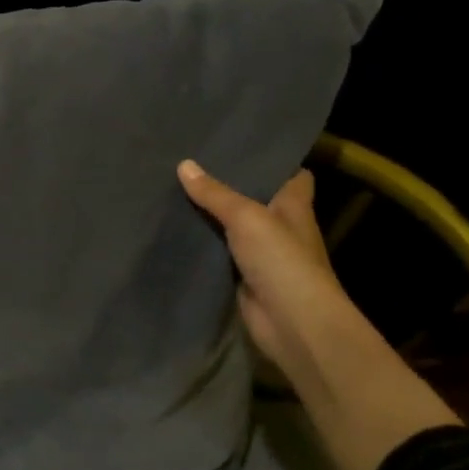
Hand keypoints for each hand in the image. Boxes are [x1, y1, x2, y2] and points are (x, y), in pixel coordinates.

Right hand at [176, 160, 348, 380]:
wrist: (292, 323)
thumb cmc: (282, 260)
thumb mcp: (246, 217)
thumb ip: (215, 193)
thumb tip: (184, 164)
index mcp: (294, 205)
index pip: (292, 175)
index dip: (272, 161)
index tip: (241, 146)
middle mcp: (281, 227)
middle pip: (254, 199)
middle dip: (228, 185)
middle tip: (192, 163)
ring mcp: (262, 255)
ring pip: (232, 227)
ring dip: (210, 216)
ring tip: (174, 189)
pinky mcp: (242, 277)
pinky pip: (217, 254)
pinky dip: (201, 245)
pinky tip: (174, 230)